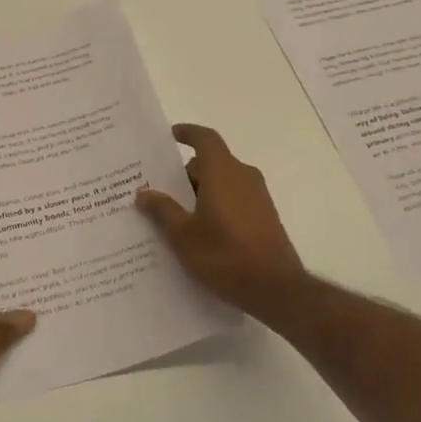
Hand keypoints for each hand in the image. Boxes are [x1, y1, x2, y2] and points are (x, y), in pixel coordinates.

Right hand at [136, 124, 303, 314]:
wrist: (275, 288)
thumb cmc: (224, 255)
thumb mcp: (183, 235)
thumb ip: (163, 210)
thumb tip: (144, 192)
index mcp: (222, 171)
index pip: (205, 138)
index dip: (187, 133)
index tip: (169, 135)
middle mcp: (243, 176)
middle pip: (210, 162)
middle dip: (184, 174)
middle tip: (158, 190)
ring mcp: (257, 196)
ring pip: (222, 182)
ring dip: (199, 192)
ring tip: (174, 215)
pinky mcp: (264, 216)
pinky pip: (234, 198)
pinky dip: (215, 204)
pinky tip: (199, 231)